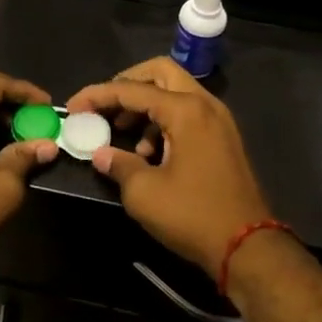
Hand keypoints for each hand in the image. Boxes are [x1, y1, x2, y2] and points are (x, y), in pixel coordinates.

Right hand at [65, 57, 272, 273]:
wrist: (249, 248)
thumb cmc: (193, 215)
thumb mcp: (143, 192)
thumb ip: (118, 164)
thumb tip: (100, 154)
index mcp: (185, 110)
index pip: (132, 89)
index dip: (97, 95)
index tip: (73, 107)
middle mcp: (205, 105)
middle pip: (160, 73)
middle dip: (127, 84)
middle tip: (104, 106)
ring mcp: (218, 121)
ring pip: (175, 93)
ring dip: (145, 106)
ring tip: (125, 137)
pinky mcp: (223, 139)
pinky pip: (187, 114)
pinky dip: (164, 122)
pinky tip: (150, 155)